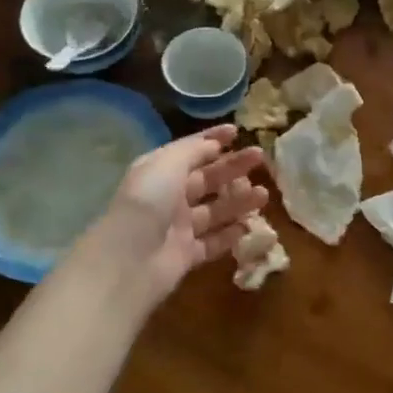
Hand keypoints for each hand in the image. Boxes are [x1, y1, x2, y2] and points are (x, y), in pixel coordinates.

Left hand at [76, 125, 268, 305]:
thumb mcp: (168, 164)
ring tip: (263, 195)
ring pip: (214, 210)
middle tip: (260, 159)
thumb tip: (214, 144)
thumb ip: (193, 151)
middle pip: (206, 178)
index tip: (238, 132)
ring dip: (238, 200)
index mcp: (159, 171)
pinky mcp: (186, 255)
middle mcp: (168, 196)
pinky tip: (249, 226)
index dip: (212, 139)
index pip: (190, 150)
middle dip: (233, 167)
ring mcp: (177, 227)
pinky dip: (230, 234)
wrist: (128, 261)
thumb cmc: (148, 202)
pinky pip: (212, 242)